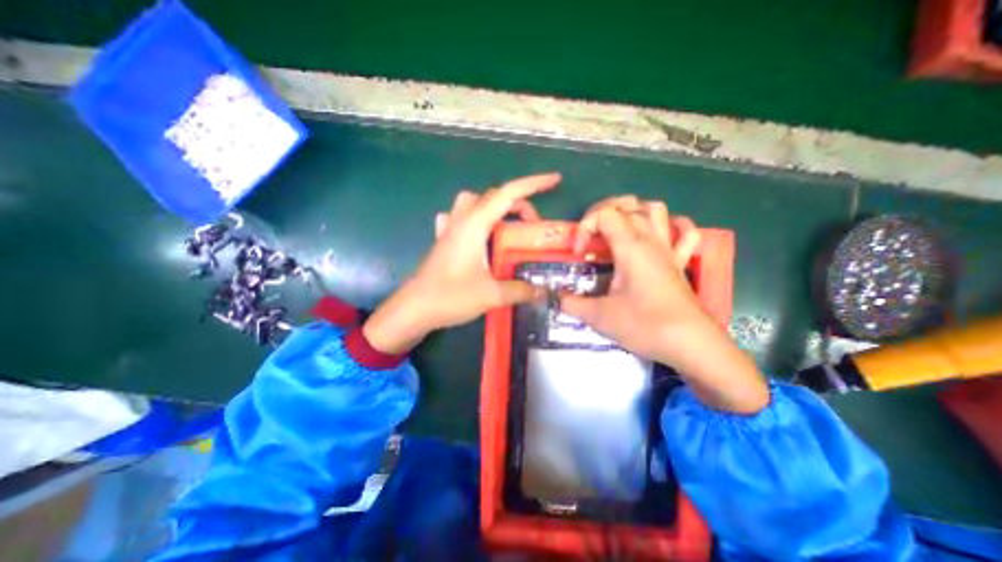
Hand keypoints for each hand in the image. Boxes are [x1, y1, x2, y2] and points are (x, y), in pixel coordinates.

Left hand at [363, 174, 561, 353]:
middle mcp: (462, 220)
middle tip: (532, 226)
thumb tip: (543, 291)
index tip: (555, 180)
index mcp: (475, 225)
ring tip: (508, 227)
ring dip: (495, 207)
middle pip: (493, 196)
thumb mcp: (492, 294)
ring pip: (474, 202)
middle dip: (518, 203)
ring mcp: (450, 228)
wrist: (414, 309)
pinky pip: (460, 217)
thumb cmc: (450, 297)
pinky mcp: (444, 240)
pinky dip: (474, 218)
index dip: (534, 184)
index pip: (508, 194)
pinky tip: (478, 234)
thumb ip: (520, 290)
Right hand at [563, 195, 769, 413]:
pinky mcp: (680, 263)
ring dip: (633, 212)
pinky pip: (684, 232)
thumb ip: (570, 303)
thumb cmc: (644, 326)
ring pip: (655, 209)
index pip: (604, 213)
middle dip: (602, 213)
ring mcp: (669, 249)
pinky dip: (672, 226)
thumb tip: (553, 296)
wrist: (691, 345)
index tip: (579, 254)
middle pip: (628, 204)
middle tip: (591, 236)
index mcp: (631, 247)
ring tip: (617, 231)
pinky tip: (659, 235)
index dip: (584, 227)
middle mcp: (651, 240)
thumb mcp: (599, 316)